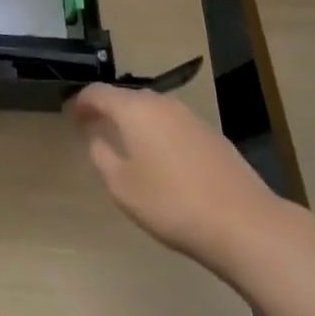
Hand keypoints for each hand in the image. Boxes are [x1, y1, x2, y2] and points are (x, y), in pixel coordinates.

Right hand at [72, 84, 288, 272]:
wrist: (244, 223)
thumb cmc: (172, 203)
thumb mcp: (121, 186)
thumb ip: (101, 155)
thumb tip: (97, 137)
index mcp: (134, 109)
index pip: (98, 92)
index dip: (81, 102)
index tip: (70, 116)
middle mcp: (161, 103)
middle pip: (126, 98)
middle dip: (108, 111)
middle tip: (94, 130)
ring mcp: (190, 117)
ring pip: (152, 111)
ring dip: (135, 122)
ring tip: (126, 146)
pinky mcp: (212, 134)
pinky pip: (172, 125)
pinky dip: (158, 134)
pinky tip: (161, 160)